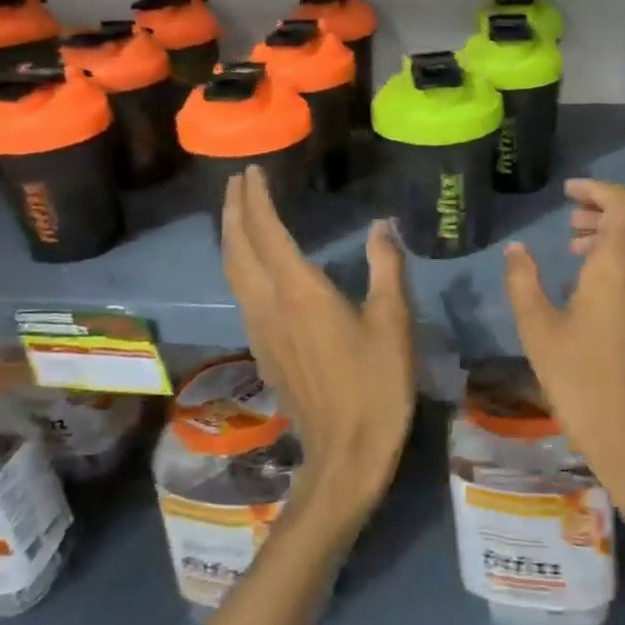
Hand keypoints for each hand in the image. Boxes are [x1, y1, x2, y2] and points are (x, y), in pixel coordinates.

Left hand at [221, 166, 414, 517]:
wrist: (346, 452)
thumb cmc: (376, 384)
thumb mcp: (392, 322)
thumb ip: (385, 268)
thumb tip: (381, 226)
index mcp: (299, 292)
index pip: (266, 233)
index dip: (256, 200)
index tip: (251, 172)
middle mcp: (269, 305)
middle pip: (237, 249)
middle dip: (233, 212)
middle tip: (236, 184)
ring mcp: (260, 330)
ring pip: (233, 273)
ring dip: (232, 237)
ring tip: (237, 214)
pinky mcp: (262, 350)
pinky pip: (241, 294)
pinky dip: (239, 265)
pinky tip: (252, 266)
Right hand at [503, 180, 624, 513]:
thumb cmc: (581, 381)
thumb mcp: (538, 330)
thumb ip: (523, 282)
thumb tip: (516, 250)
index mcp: (618, 268)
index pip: (624, 205)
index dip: (598, 189)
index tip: (568, 192)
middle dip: (604, 207)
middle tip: (569, 215)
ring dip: (611, 233)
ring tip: (572, 246)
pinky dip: (618, 257)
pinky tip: (587, 283)